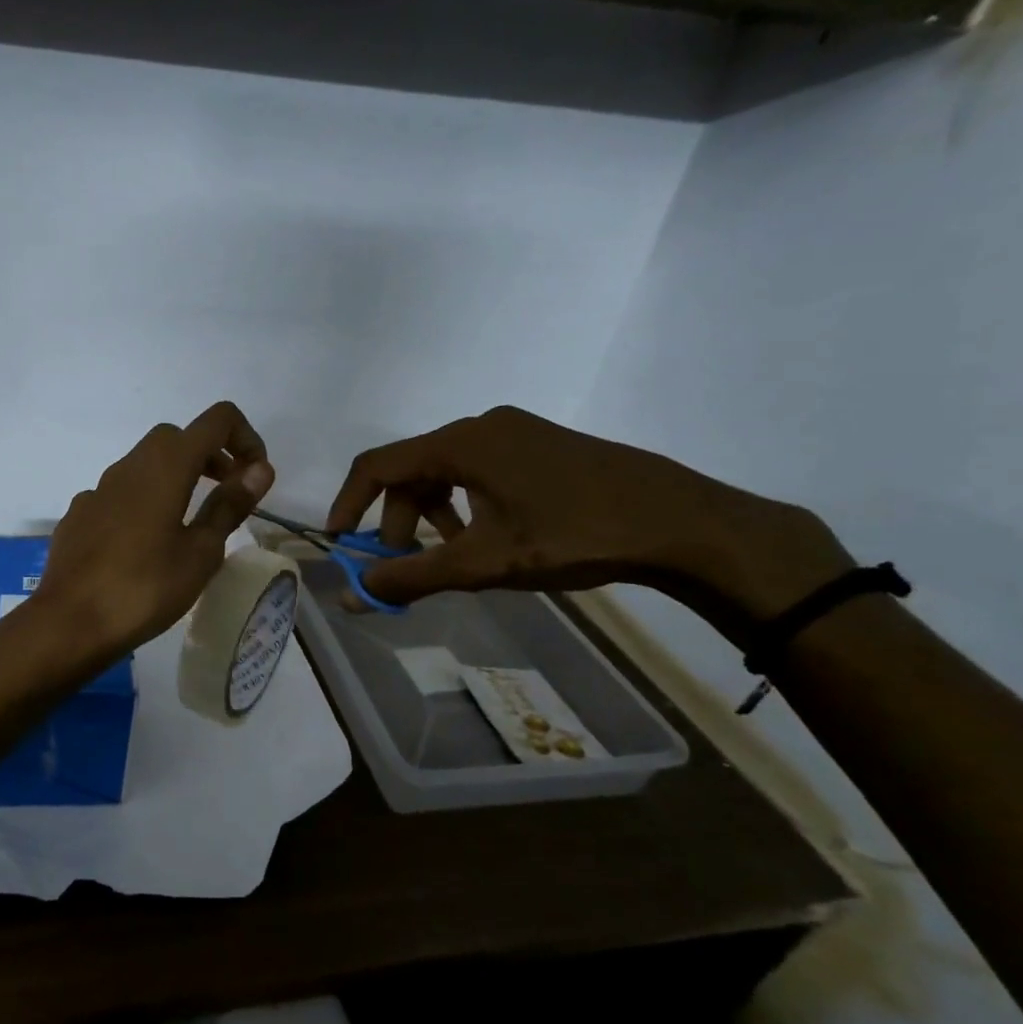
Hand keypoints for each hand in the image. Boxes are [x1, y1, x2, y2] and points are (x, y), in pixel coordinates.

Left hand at [33, 402, 274, 655]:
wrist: (69, 622)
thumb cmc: (145, 589)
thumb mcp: (201, 552)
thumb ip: (229, 505)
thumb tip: (260, 469)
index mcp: (166, 466)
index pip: (217, 420)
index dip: (245, 438)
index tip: (254, 477)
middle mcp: (129, 465)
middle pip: (178, 438)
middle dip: (210, 456)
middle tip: (226, 495)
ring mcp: (98, 489)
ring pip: (145, 463)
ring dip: (176, 477)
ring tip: (189, 522)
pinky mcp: (80, 514)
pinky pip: (120, 493)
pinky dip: (143, 501)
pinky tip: (144, 544)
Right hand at [327, 407, 853, 638]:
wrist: (683, 523)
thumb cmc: (574, 535)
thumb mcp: (484, 562)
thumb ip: (411, 577)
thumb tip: (350, 597)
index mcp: (461, 442)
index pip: (377, 464)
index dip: (349, 503)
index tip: (339, 542)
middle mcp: (481, 426)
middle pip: (411, 471)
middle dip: (396, 521)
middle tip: (404, 566)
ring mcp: (515, 432)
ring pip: (445, 473)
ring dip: (430, 516)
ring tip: (446, 556)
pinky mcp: (539, 446)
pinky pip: (477, 471)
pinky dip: (463, 506)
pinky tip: (486, 537)